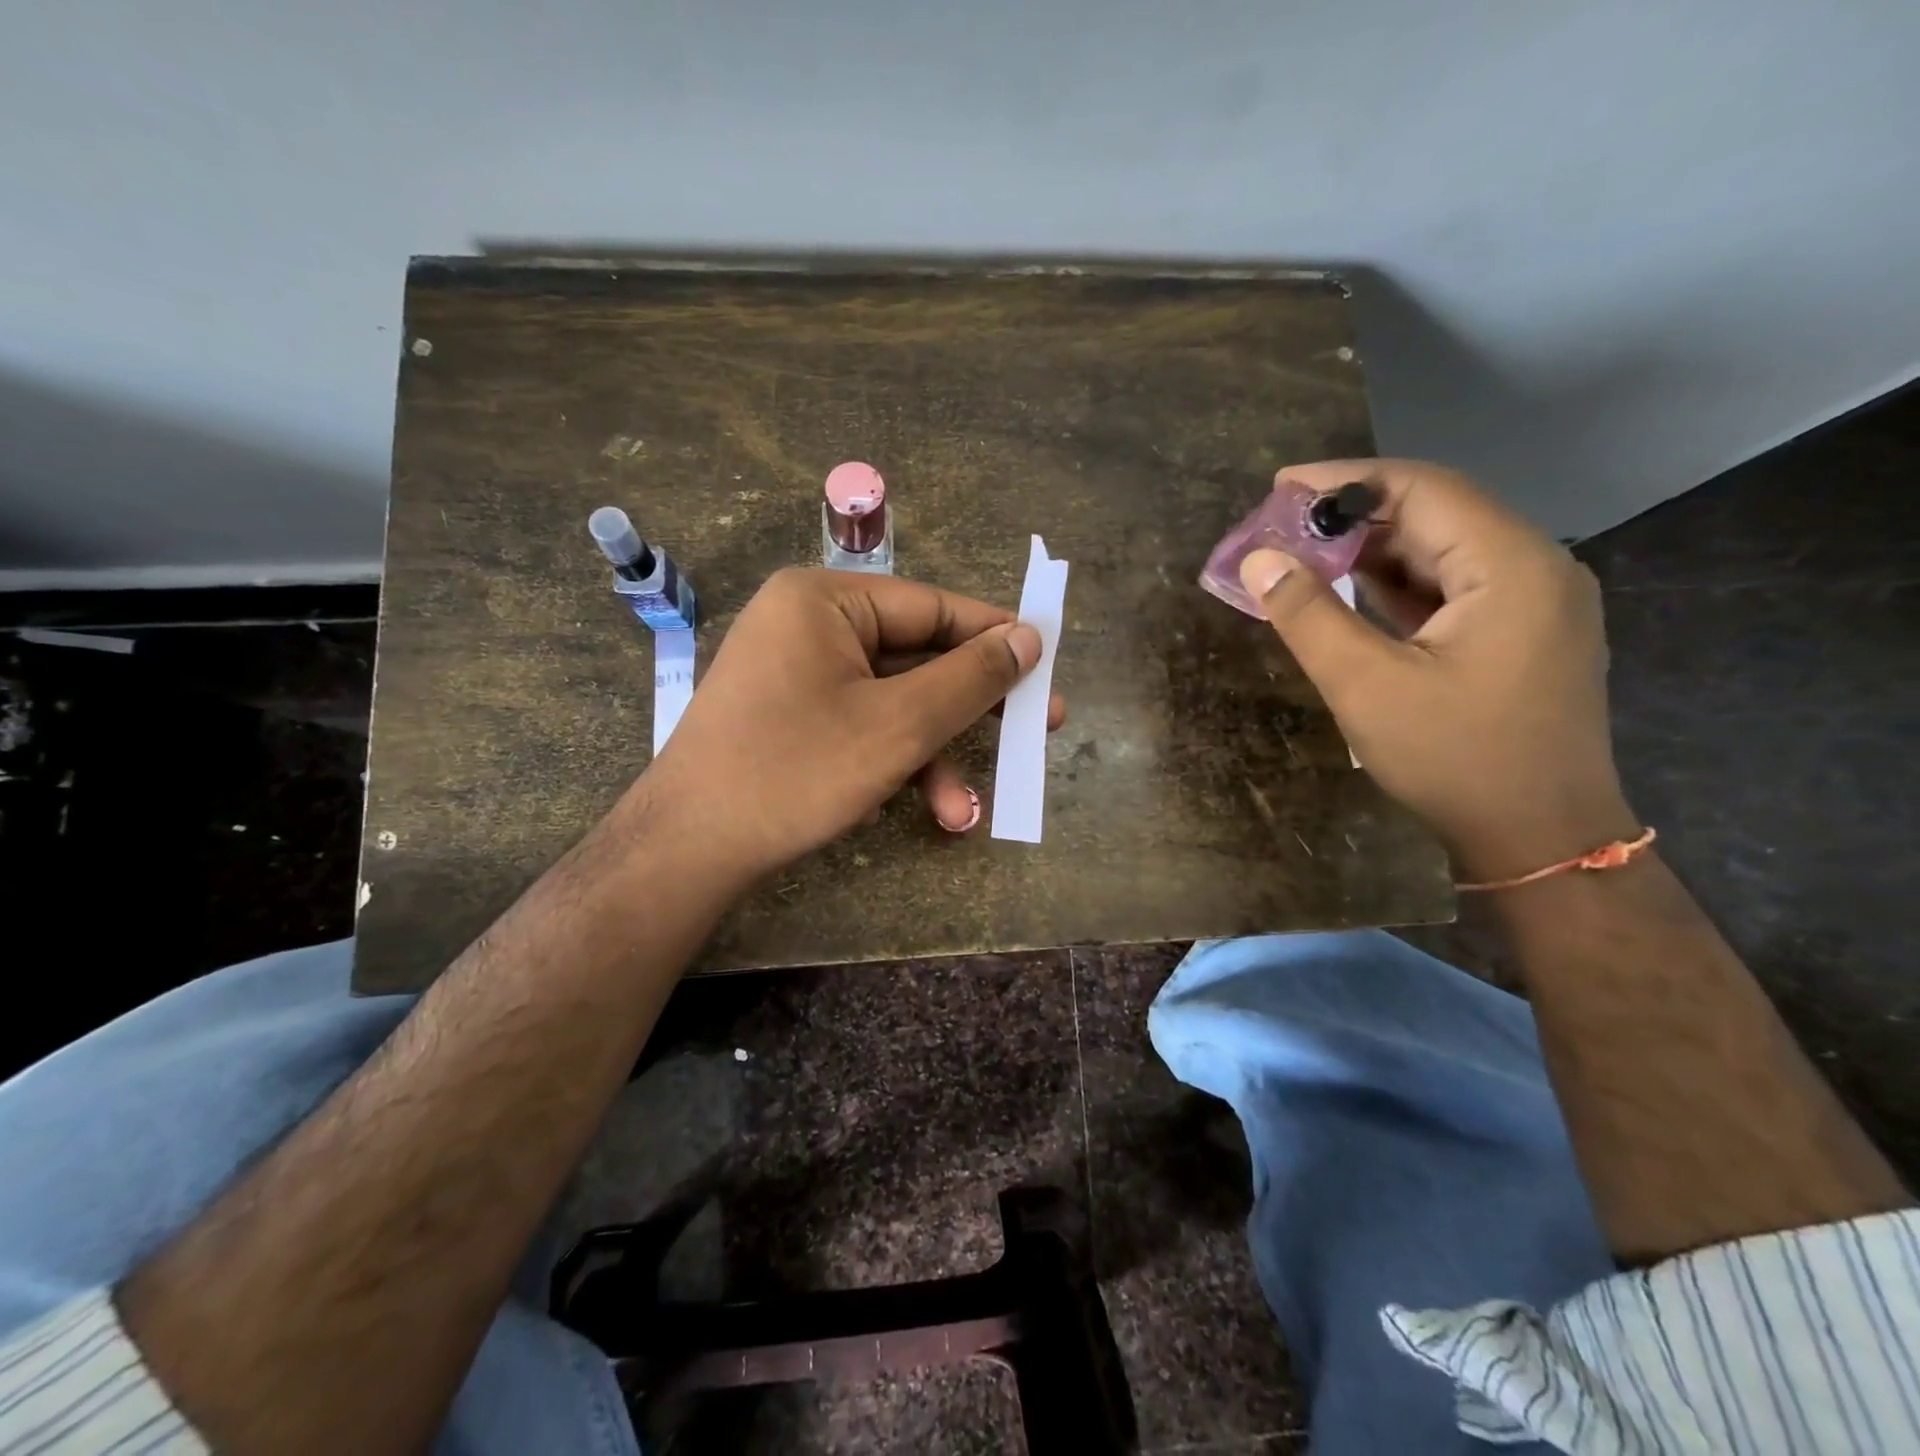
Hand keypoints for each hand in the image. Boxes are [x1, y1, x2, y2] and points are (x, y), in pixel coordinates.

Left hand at [635, 568, 1063, 882]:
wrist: (688, 849)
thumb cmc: (796, 771)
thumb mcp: (899, 725)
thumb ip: (970, 678)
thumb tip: (1028, 637)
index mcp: (825, 599)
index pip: (933, 607)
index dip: (995, 639)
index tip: (1046, 667)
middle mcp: (807, 623)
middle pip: (915, 658)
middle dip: (968, 711)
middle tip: (1031, 732)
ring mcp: (795, 672)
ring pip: (890, 702)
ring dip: (931, 755)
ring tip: (963, 812)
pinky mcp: (789, 716)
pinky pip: (859, 723)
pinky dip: (891, 762)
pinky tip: (913, 807)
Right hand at [1237, 459, 1639, 881]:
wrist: (1539, 837)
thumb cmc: (1454, 759)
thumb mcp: (1366, 686)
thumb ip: (1308, 616)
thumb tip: (1258, 560)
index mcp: (1509, 566)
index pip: (1422, 489)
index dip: (1345, 480)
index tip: (1279, 487)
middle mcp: (1532, 568)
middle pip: (1434, 514)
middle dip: (1352, 517)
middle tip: (1279, 528)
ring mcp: (1531, 603)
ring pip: (1441, 552)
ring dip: (1370, 551)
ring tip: (1301, 557)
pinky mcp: (1518, 634)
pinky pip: (1450, 588)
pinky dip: (1395, 584)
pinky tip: (1347, 593)